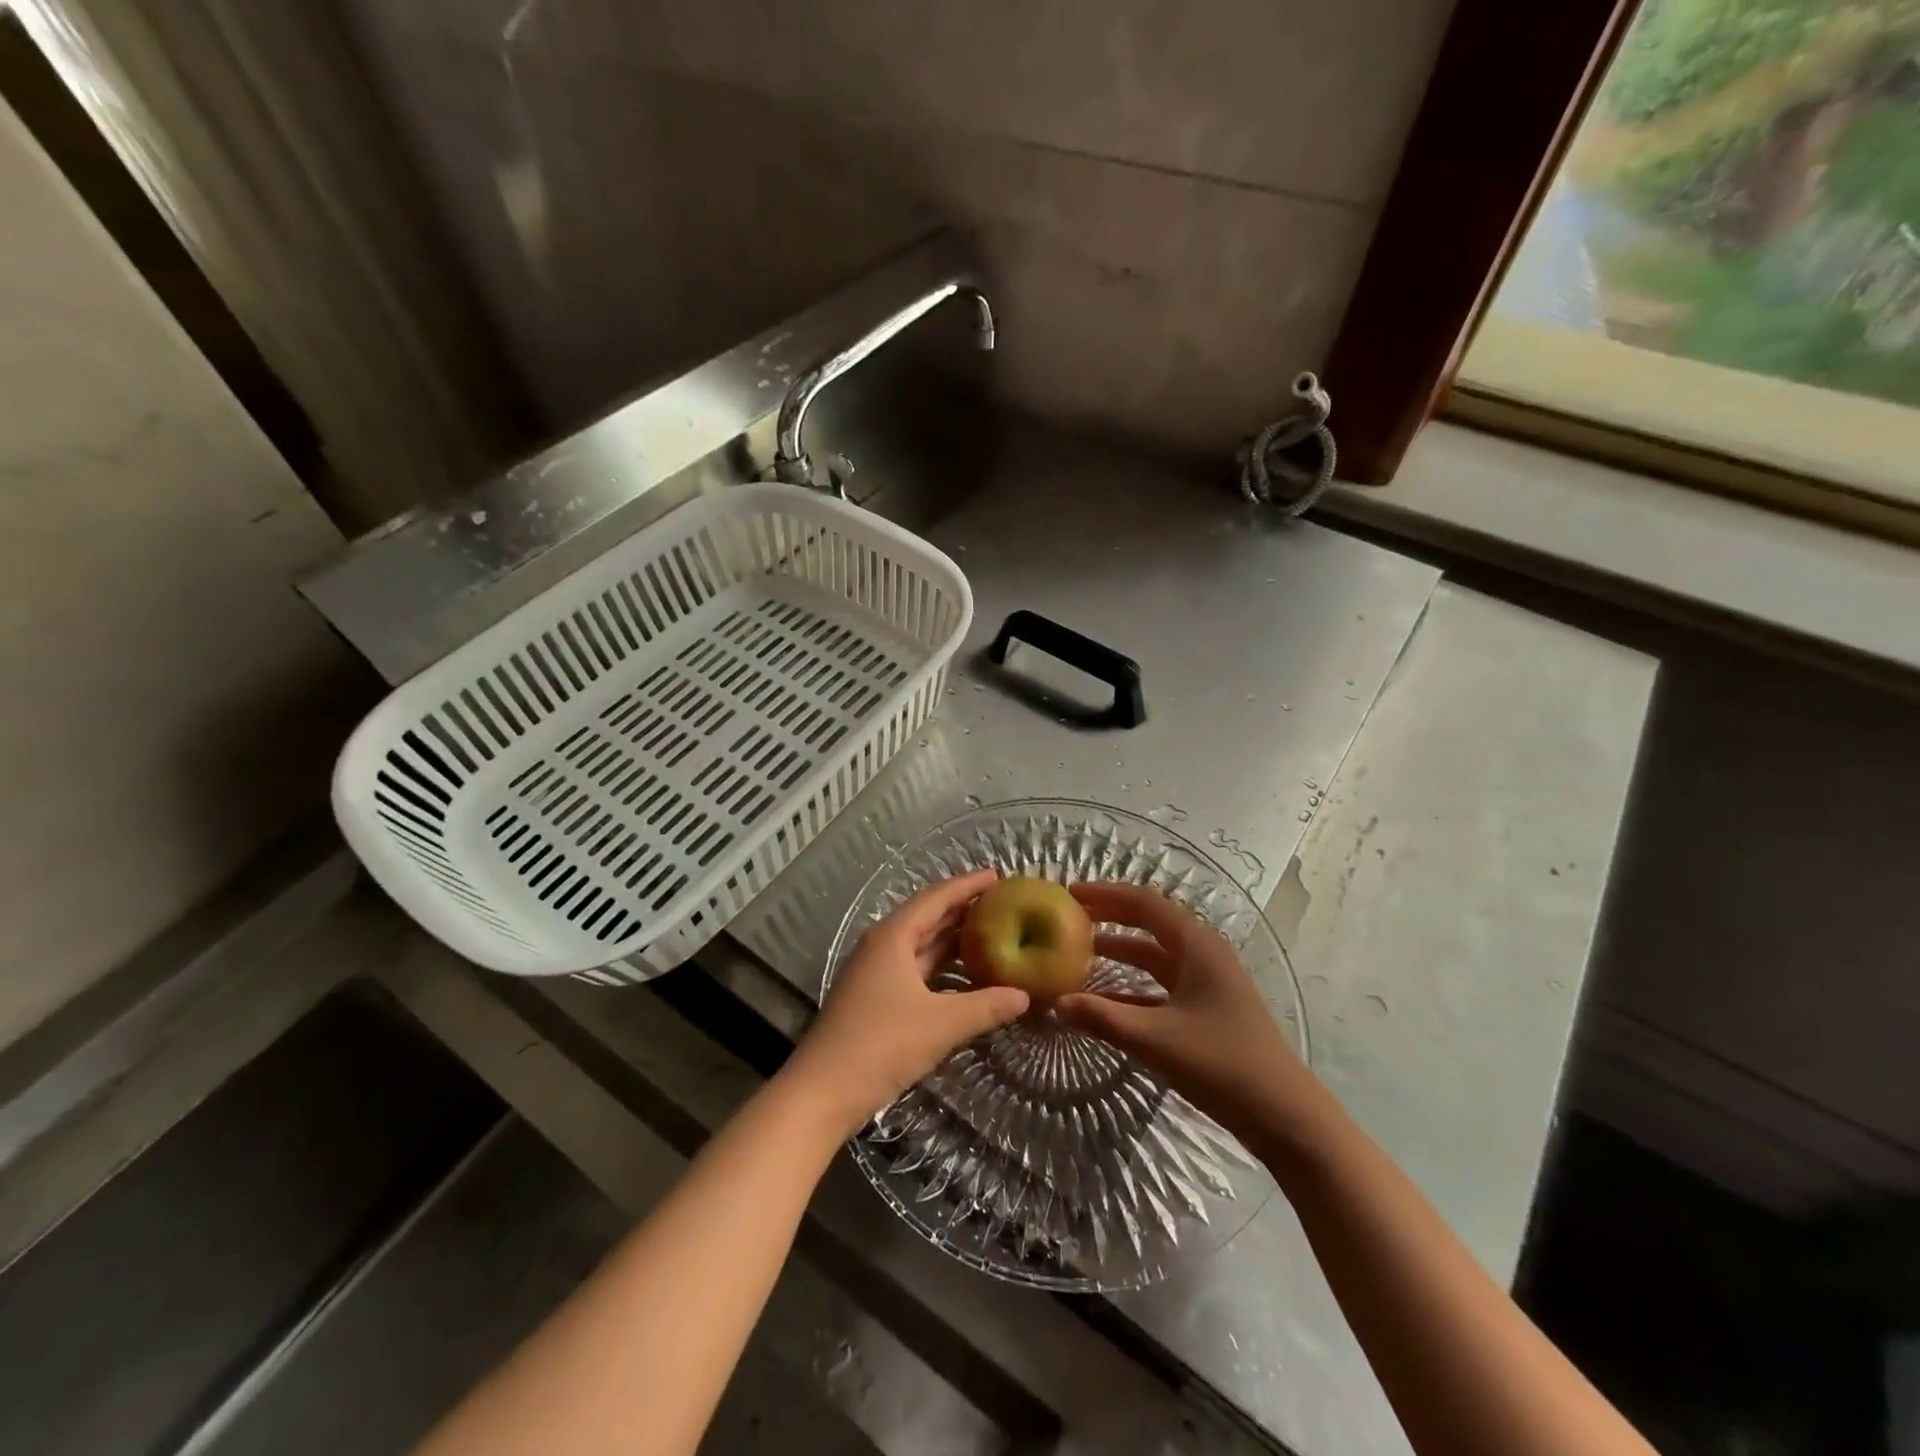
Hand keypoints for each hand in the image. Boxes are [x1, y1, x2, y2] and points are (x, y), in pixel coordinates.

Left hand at [782, 869, 1029, 1137]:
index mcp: (893, 937)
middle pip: (928, 918)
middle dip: (963, 909)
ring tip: (992, 933)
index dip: (967, 885)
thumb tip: (1025, 995)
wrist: (822, 1092)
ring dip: (953, 940)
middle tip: (1002, 903)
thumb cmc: (881, 1045)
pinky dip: (942, 967)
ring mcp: (876, 973)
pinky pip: (916, 970)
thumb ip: (986, 1006)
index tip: (998, 875)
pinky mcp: (875, 998)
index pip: (936, 898)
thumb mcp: (942, 1024)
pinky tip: (965, 976)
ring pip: (921, 946)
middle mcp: (882, 946)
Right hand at [1055, 882, 1329, 1150]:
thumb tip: (1054, 1002)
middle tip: (1069, 915)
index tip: (1069, 892)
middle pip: (1149, 922)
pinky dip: (1132, 985)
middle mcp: (1202, 954)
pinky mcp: (1207, 1009)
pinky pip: (1161, 984)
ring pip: (1155, 954)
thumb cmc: (1223, 1065)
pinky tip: (1104, 999)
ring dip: (1119, 949)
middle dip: (1110, 915)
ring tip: (1079, 950)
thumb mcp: (1156, 1039)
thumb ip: (1103, 1018)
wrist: (1285, 1116)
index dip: (1105, 894)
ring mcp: (1207, 982)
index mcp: (1197, 945)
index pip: (1144, 902)